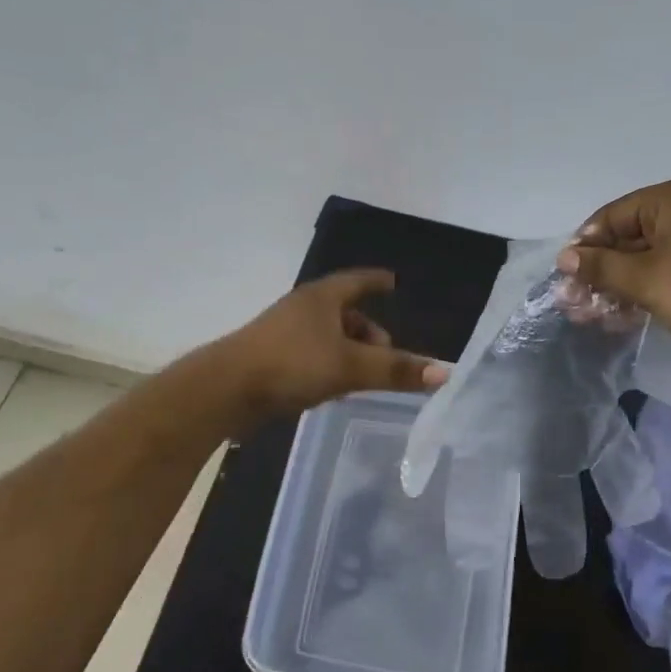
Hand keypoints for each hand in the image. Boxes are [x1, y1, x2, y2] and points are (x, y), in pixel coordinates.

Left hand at [207, 270, 449, 425]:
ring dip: (349, 352)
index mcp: (322, 297)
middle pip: (345, 312)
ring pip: (328, 337)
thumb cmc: (291, 364)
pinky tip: (333, 390)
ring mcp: (284, 333)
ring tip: (364, 377)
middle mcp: (303, 309)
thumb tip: (444, 372)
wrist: (226, 390)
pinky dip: (329, 366)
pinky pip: (312, 356)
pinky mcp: (271, 359)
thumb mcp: (350, 367)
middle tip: (387, 353)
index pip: (358, 280)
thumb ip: (396, 370)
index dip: (377, 280)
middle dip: (368, 330)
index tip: (393, 281)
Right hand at [558, 177, 670, 362]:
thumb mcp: (645, 280)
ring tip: (590, 316)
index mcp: (670, 199)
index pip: (610, 216)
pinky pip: (664, 273)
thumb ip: (601, 267)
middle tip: (573, 303)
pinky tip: (620, 317)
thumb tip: (564, 258)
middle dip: (598, 272)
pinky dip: (642, 292)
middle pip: (626, 238)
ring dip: (616, 286)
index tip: (565, 278)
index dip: (584, 246)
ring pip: (643, 259)